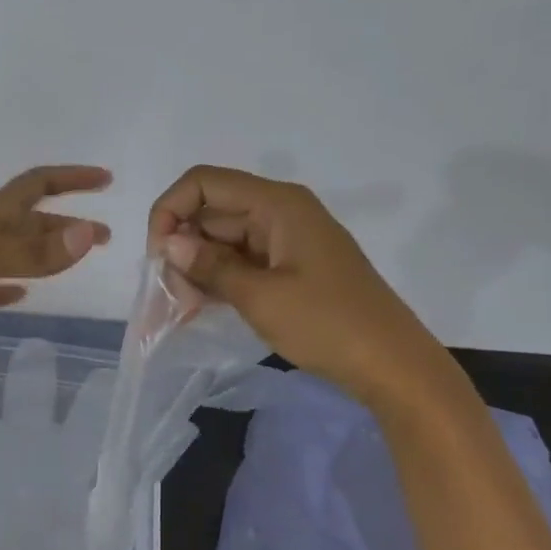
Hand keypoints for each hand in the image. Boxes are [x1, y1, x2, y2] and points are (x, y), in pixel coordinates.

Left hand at [0, 166, 111, 366]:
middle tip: (107, 235)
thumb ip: (35, 250)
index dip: (71, 178)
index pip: (38, 184)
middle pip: (37, 221)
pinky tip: (29, 293)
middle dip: (71, 222)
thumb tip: (90, 233)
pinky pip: (3, 284)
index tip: (105, 179)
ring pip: (25, 252)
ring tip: (83, 256)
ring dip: (54, 250)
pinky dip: (20, 284)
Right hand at [147, 165, 456, 406]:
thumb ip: (209, 266)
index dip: (170, 210)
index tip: (158, 256)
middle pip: (212, 212)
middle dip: (182, 247)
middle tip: (169, 296)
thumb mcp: (260, 297)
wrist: (393, 366)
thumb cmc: (328, 324)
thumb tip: (168, 244)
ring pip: (223, 240)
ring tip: (182, 309)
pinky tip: (199, 308)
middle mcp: (279, 212)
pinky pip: (242, 262)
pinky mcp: (290, 268)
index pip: (203, 183)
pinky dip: (219, 280)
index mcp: (277, 204)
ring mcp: (286, 241)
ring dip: (198, 268)